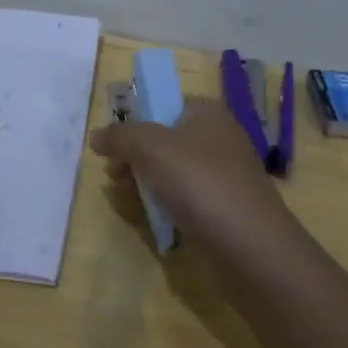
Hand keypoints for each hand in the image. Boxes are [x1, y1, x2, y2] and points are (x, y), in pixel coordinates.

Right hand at [90, 99, 304, 265]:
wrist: (249, 244)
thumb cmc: (199, 182)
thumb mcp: (150, 148)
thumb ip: (119, 136)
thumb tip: (97, 136)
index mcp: (207, 112)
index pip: (165, 103)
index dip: (136, 120)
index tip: (113, 143)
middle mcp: (219, 137)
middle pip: (165, 138)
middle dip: (134, 154)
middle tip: (113, 174)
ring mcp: (223, 174)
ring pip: (173, 170)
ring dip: (145, 180)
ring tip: (124, 195)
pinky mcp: (224, 207)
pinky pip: (186, 197)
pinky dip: (166, 203)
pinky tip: (150, 216)